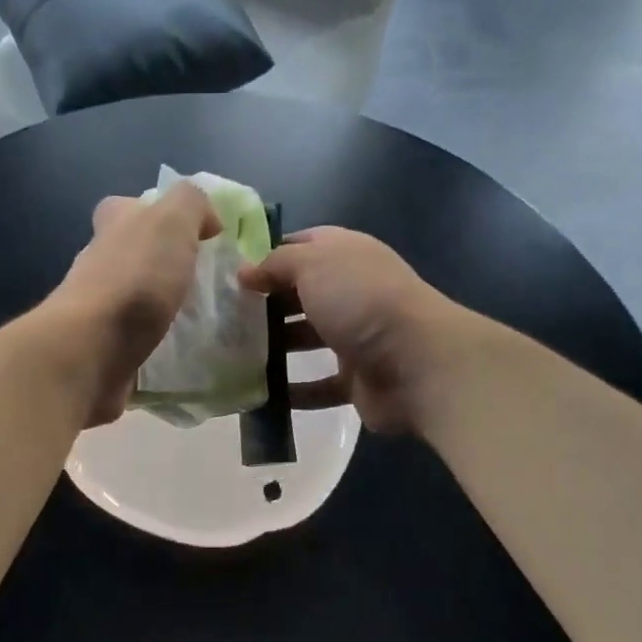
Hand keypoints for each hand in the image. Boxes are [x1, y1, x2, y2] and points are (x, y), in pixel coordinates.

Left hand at [40, 183, 221, 426]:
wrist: (93, 348)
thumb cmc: (135, 278)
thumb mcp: (172, 220)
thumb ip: (191, 203)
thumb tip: (207, 220)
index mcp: (112, 225)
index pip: (126, 207)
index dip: (156, 214)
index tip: (192, 236)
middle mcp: (99, 262)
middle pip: (131, 254)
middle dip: (164, 264)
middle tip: (204, 281)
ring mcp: (97, 308)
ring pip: (133, 298)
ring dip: (161, 305)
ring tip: (201, 319)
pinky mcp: (102, 347)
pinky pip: (135, 338)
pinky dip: (156, 341)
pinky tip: (181, 349)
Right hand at [241, 227, 479, 434]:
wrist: (417, 363)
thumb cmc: (361, 301)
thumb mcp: (313, 264)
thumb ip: (276, 264)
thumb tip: (244, 273)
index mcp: (346, 256)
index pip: (303, 246)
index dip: (269, 256)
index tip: (233, 274)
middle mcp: (352, 293)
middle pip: (301, 296)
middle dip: (266, 305)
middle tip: (224, 318)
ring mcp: (356, 338)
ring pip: (307, 340)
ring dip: (275, 349)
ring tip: (233, 357)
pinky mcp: (357, 380)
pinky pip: (318, 387)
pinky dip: (293, 392)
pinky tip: (261, 396)